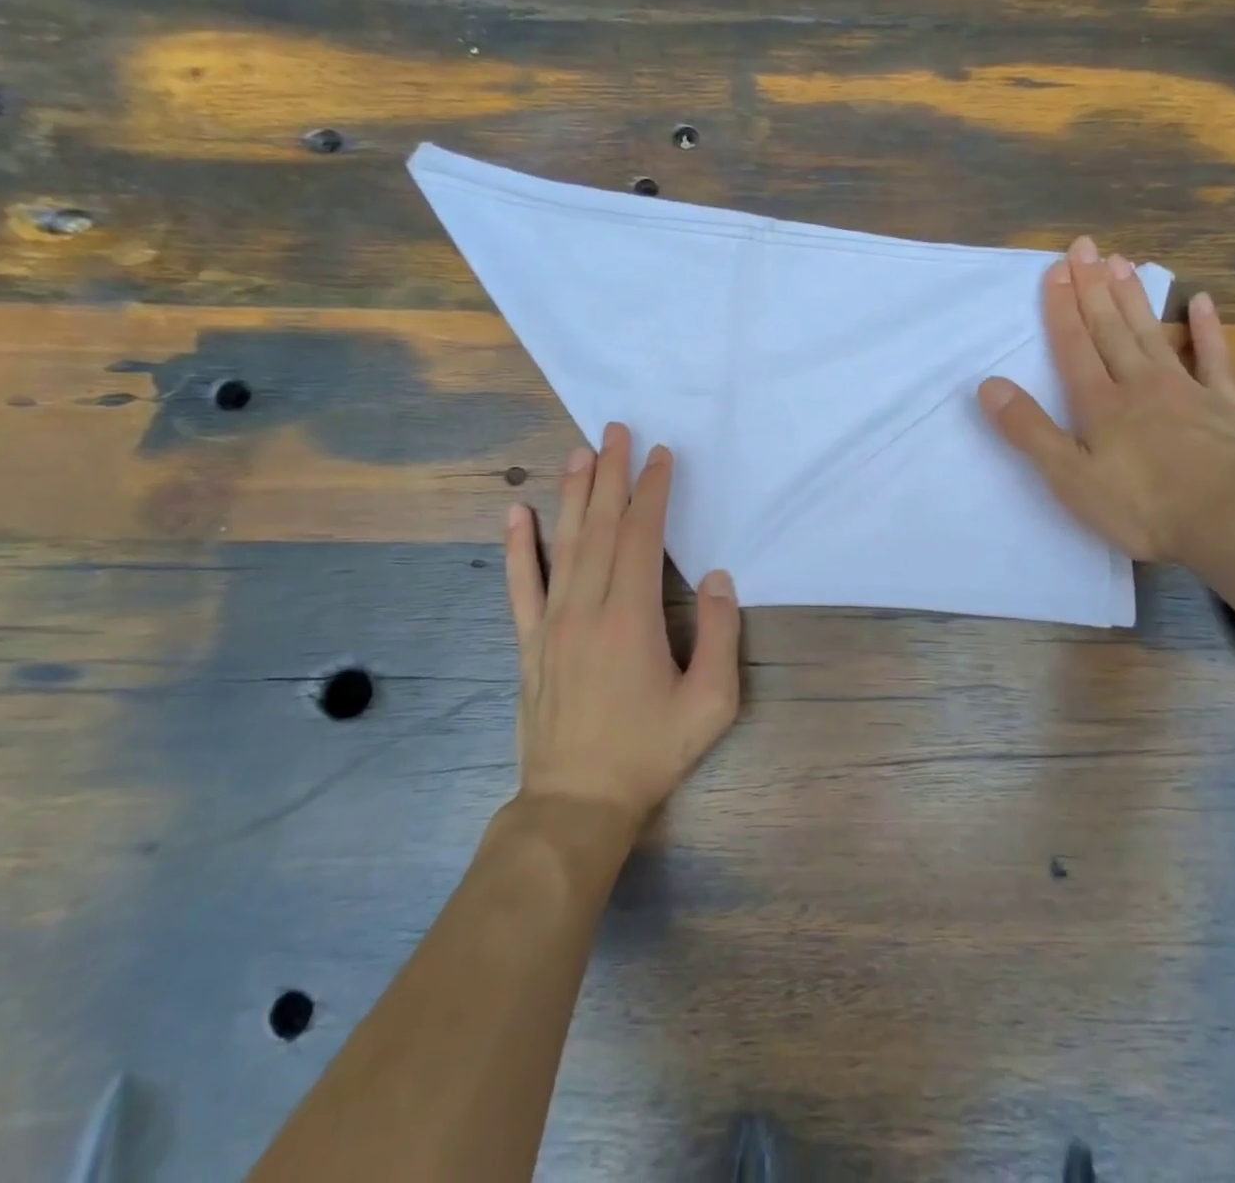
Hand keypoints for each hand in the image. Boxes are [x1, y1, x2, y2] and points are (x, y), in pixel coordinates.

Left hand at [505, 422, 740, 824]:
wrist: (576, 804)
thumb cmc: (650, 752)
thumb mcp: (710, 702)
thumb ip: (718, 634)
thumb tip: (715, 577)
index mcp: (630, 617)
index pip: (641, 536)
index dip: (652, 491)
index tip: (660, 455)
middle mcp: (585, 608)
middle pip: (599, 527)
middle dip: (610, 474)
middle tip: (616, 430)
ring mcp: (550, 624)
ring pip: (561, 545)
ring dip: (571, 495)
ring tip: (578, 453)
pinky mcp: (529, 644)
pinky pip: (521, 585)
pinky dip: (517, 546)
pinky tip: (516, 513)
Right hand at [978, 236, 1234, 575]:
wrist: (1232, 521)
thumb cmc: (1142, 506)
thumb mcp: (1070, 477)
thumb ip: (1030, 430)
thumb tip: (989, 385)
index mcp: (1100, 403)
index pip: (1074, 345)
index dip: (1061, 308)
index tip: (1055, 269)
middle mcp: (1139, 384)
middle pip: (1110, 328)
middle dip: (1093, 287)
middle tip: (1084, 247)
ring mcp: (1185, 390)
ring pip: (1151, 333)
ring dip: (1133, 297)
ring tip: (1121, 261)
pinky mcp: (1223, 405)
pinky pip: (1212, 357)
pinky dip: (1206, 329)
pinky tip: (1200, 302)